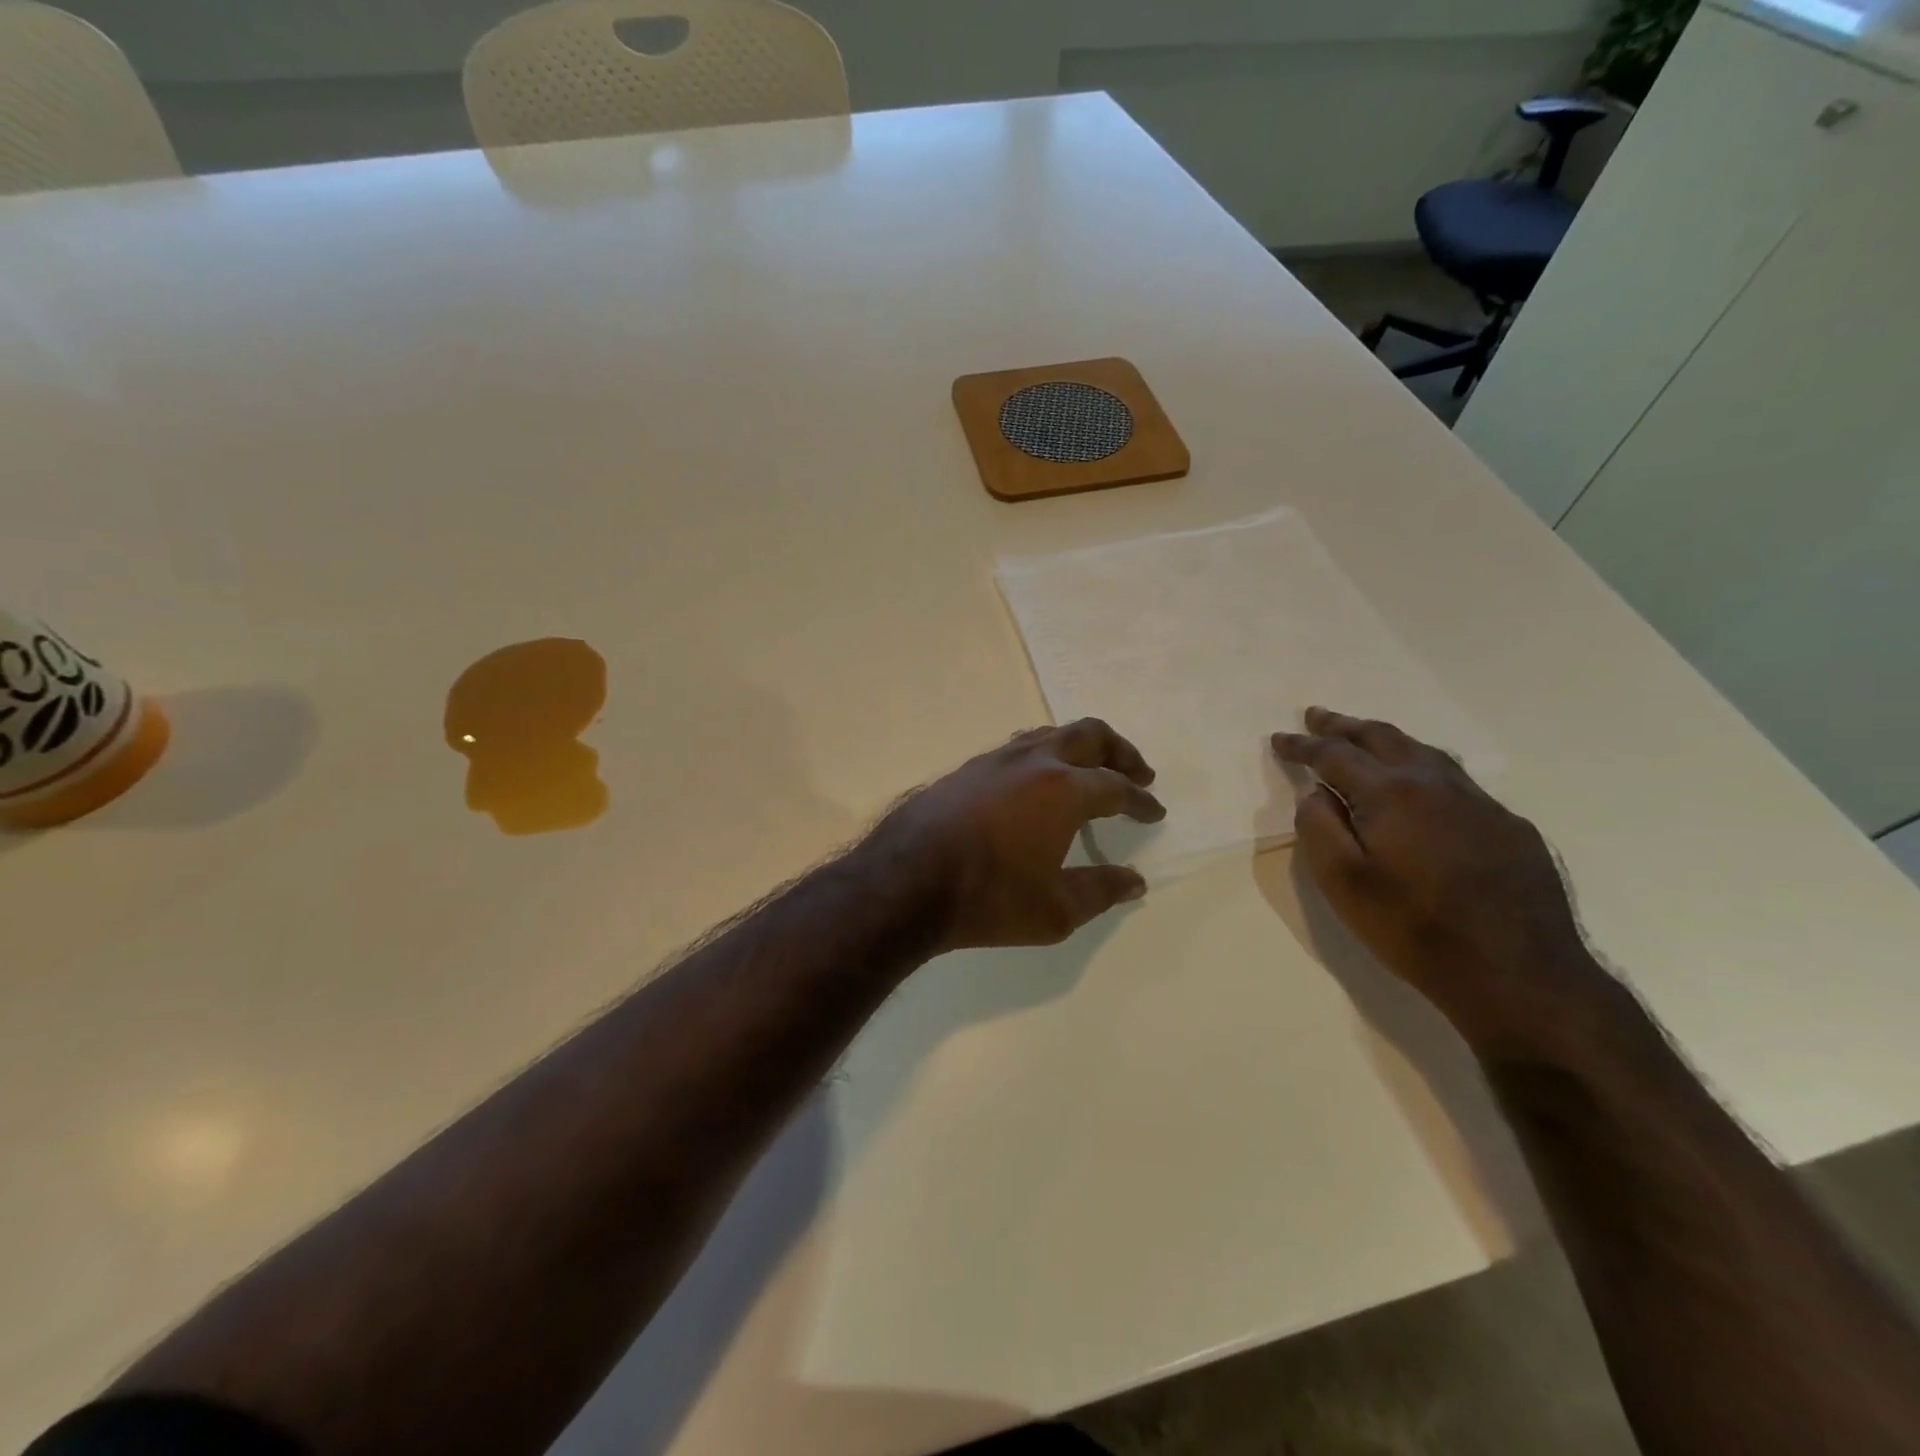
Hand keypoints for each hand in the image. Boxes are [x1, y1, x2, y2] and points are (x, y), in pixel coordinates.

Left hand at [870, 719, 1165, 951]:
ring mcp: (995, 760)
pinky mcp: (966, 769)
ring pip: (1049, 734)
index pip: (1117, 787)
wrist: (905, 881)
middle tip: (1138, 771)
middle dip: (1120, 751)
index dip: (1141, 800)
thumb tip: (1135, 882)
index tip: (1154, 811)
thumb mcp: (1056, 910)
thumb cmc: (989, 898)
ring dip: (1078, 747)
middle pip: (1089, 735)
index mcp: (1065, 790)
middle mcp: (1034, 762)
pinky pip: (1017, 749)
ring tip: (1089, 768)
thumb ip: (1101, 891)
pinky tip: (1035, 782)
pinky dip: (1041, 757)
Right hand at [1272, 708, 1611, 1052]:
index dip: (1302, 745)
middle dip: (1344, 726)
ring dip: (1386, 740)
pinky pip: (1456, 781)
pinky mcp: (1509, 826)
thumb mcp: (1342, 882)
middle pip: (1383, 738)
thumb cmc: (1413, 928)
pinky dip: (1423, 769)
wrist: (1517, 974)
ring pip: (1425, 752)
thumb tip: (1317, 794)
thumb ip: (1318, 828)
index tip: (1279, 739)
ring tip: (1364, 738)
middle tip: (1317, 716)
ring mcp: (1479, 802)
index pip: (1335, 755)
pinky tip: (1420, 789)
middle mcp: (1436, 783)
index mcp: (1391, 793)